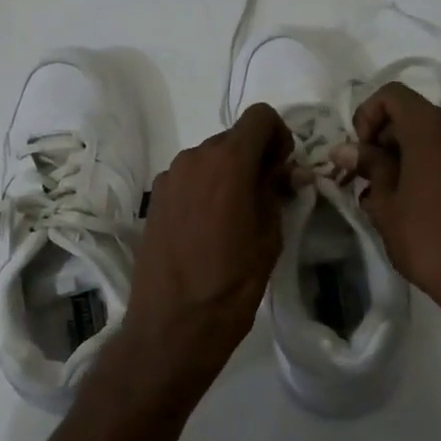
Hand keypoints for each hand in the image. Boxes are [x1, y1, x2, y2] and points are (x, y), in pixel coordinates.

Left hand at [117, 104, 293, 396]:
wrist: (173, 324)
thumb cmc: (232, 282)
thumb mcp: (270, 236)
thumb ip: (277, 192)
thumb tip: (286, 171)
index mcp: (228, 161)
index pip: (260, 116)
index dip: (279, 136)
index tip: (283, 170)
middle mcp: (194, 158)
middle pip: (233, 138)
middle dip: (255, 158)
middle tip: (267, 196)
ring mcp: (169, 177)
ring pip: (209, 159)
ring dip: (228, 174)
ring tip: (236, 217)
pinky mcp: (155, 199)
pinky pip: (189, 179)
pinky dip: (205, 189)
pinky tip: (208, 229)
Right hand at [336, 83, 440, 318]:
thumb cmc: (429, 240)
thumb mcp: (387, 204)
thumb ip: (369, 167)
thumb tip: (346, 149)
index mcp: (432, 129)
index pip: (392, 95)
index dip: (367, 115)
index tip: (361, 152)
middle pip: (412, 116)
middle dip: (384, 140)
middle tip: (366, 179)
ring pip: (432, 138)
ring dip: (405, 157)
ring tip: (387, 197)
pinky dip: (428, 167)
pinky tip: (415, 204)